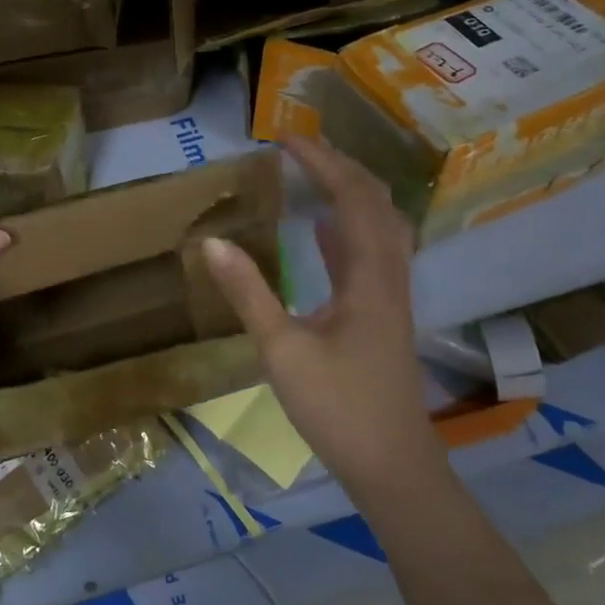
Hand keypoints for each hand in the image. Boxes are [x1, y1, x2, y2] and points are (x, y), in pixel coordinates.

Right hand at [201, 135, 439, 496]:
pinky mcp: (384, 315)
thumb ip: (248, 292)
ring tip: (314, 174)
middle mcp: (388, 276)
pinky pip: (372, 253)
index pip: (350, 198)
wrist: (392, 465)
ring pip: (380, 225)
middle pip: (376, 202)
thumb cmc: (337, 407)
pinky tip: (321, 229)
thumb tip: (211, 241)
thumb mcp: (281, 349)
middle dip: (341, 167)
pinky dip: (348, 228)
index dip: (321, 162)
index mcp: (368, 276)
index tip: (286, 139)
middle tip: (300, 149)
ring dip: (351, 192)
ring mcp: (391, 296)